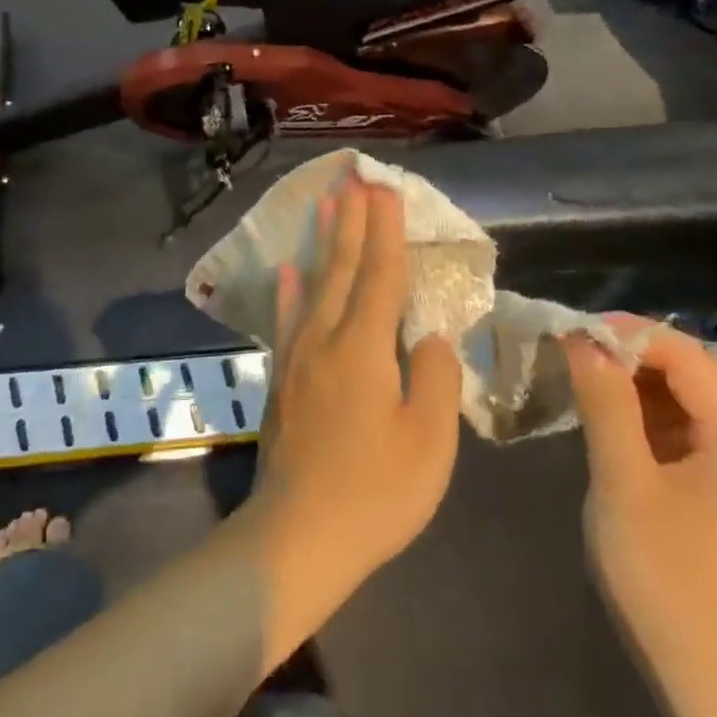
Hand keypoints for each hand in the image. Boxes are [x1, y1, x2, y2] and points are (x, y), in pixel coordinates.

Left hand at [243, 175, 463, 649]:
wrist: (298, 536)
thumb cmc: (375, 493)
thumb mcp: (430, 442)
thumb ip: (435, 379)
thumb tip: (431, 337)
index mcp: (364, 349)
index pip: (380, 276)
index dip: (385, 232)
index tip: (385, 191)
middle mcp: (325, 340)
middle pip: (341, 269)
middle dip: (351, 223)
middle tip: (354, 180)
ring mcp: (297, 358)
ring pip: (312, 285)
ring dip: (322, 243)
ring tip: (324, 205)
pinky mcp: (281, 380)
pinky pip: (287, 319)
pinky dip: (289, 290)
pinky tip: (288, 270)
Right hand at [562, 317, 716, 705]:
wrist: (716, 680)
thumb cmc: (665, 577)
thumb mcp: (623, 483)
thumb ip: (605, 404)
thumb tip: (583, 342)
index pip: (685, 354)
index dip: (627, 333)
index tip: (571, 333)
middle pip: (693, 371)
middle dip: (630, 354)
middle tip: (571, 354)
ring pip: (690, 399)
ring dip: (637, 383)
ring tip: (582, 381)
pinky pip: (690, 431)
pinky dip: (649, 416)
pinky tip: (612, 424)